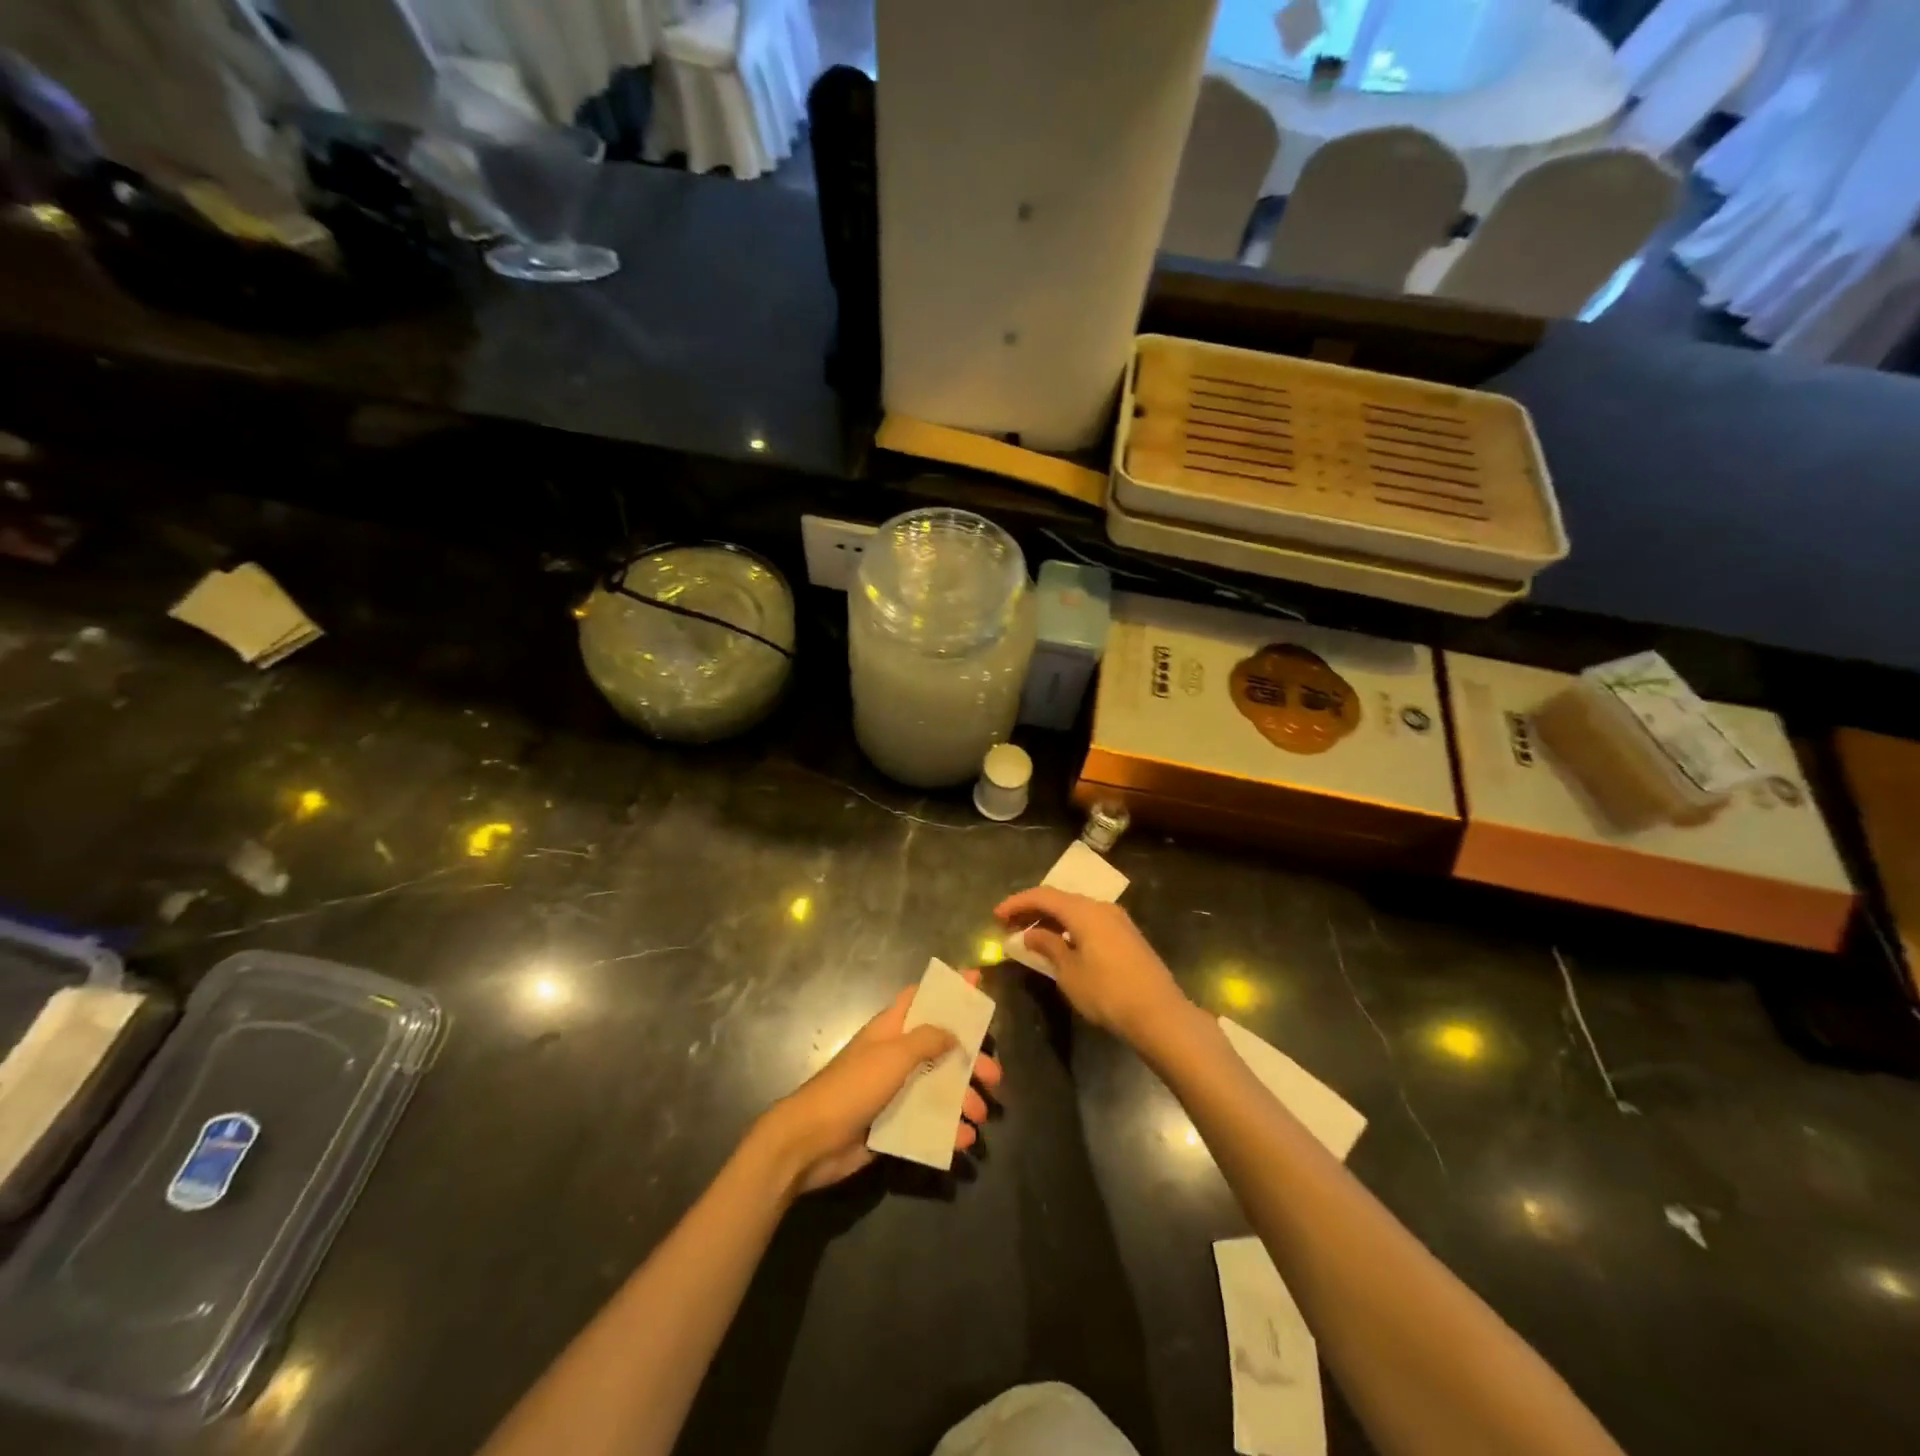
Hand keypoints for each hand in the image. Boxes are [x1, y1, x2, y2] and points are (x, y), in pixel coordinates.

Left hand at [762, 971, 1002, 1193]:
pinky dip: (948, 1129)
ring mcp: (894, 1090)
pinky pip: (928, 1121)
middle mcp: (895, 1055)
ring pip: (939, 1087)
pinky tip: (963, 1140)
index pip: (922, 997)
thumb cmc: (853, 1086)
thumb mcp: (894, 1055)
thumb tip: (953, 1032)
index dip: (949, 989)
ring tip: (980, 1116)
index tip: (978, 981)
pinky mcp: (893, 1123)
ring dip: (963, 1099)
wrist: (811, 1141)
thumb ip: (928, 1039)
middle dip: (969, 1059)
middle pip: (940, 1048)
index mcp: (891, 1029)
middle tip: (995, 1076)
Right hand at [995, 887, 1188, 1045]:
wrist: (1159, 1014)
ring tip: (1031, 937)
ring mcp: (1118, 921)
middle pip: (1060, 900)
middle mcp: (1102, 908)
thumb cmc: (1107, 992)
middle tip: (1009, 926)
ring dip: (1051, 920)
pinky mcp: (1127, 937)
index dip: (1017, 903)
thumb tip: (1031, 934)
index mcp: (1084, 911)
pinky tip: (1061, 945)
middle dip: (1032, 910)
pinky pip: (1090, 922)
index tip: (996, 916)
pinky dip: (1069, 928)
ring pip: (1076, 911)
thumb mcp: (1069, 972)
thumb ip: (1048, 947)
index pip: (1043, 896)